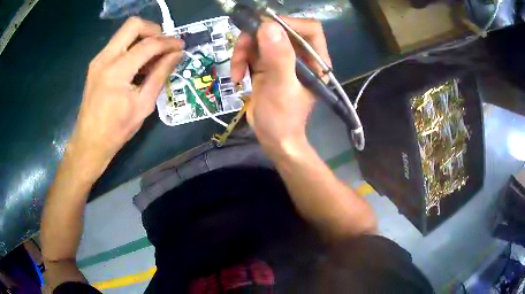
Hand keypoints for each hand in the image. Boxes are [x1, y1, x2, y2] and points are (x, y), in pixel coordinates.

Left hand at [69, 17, 183, 174]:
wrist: (89, 142)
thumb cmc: (117, 129)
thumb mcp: (143, 104)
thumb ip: (160, 75)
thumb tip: (177, 55)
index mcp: (117, 71)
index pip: (148, 44)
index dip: (168, 42)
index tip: (181, 46)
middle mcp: (105, 58)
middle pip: (133, 25)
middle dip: (154, 30)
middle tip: (164, 45)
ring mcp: (98, 59)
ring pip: (124, 32)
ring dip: (143, 37)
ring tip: (153, 56)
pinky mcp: (96, 63)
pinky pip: (118, 44)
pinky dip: (132, 46)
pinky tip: (138, 63)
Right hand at [231, 17, 331, 159]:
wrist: (273, 139)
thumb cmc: (282, 119)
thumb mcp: (281, 88)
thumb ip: (278, 58)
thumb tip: (268, 26)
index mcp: (314, 60)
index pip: (308, 29)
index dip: (288, 23)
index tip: (263, 29)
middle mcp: (300, 56)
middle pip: (278, 30)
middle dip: (255, 38)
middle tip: (240, 52)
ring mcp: (281, 59)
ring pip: (260, 39)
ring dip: (243, 51)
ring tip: (237, 72)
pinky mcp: (266, 65)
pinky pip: (251, 52)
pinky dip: (240, 61)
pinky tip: (238, 77)